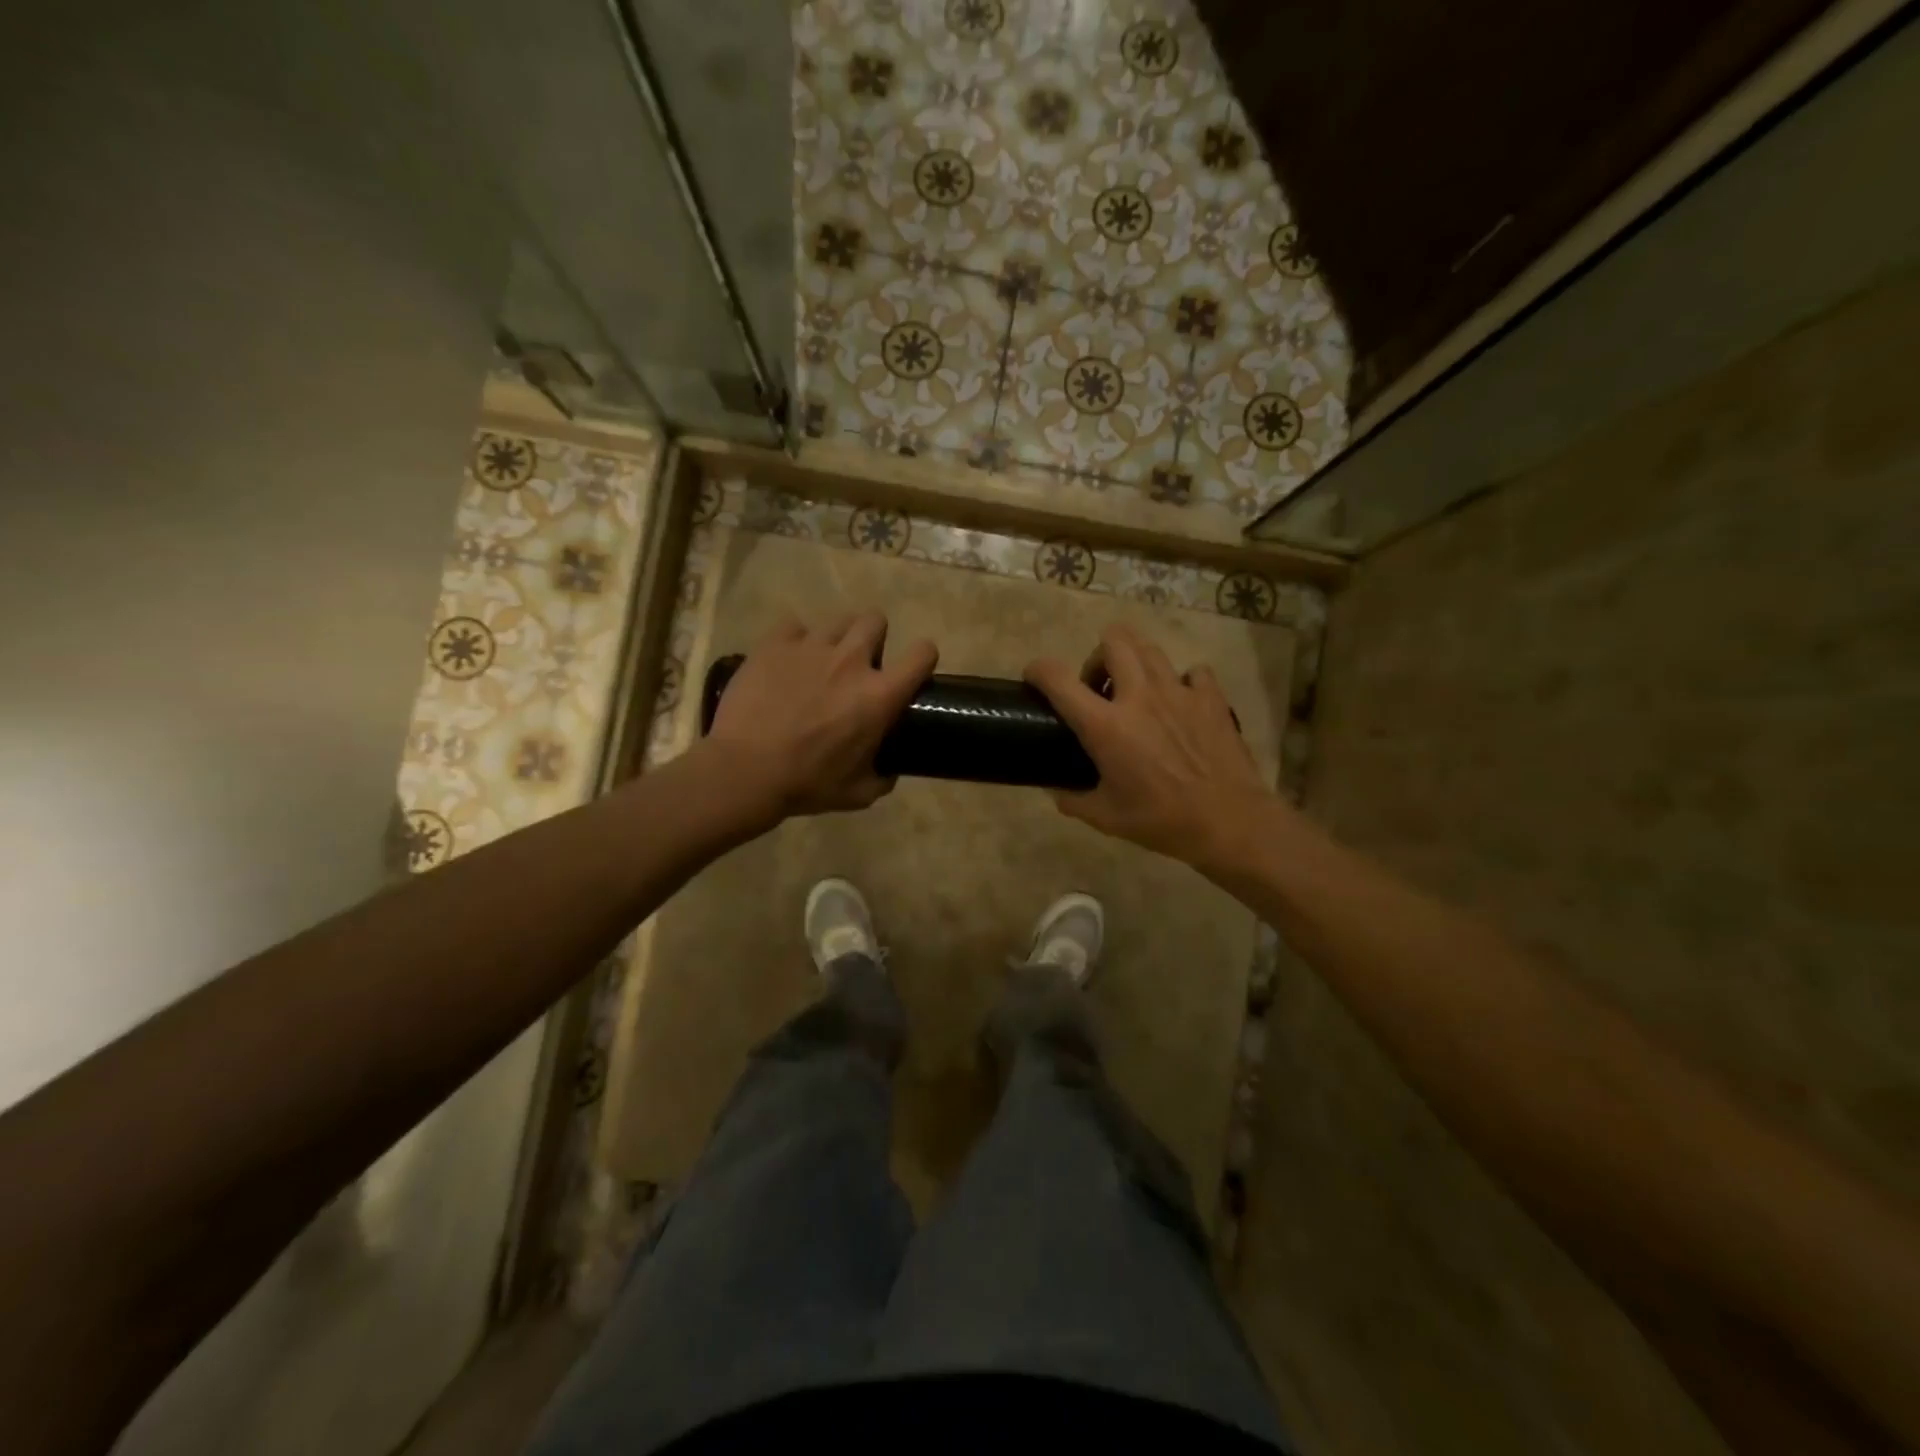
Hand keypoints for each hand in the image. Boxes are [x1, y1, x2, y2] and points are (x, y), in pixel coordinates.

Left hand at [705, 610, 937, 819]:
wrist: (745, 772)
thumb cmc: (807, 784)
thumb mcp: (859, 793)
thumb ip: (883, 777)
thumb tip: (889, 769)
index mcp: (879, 695)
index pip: (922, 654)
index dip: (922, 658)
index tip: (912, 671)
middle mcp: (851, 661)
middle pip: (876, 620)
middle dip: (873, 638)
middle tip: (859, 665)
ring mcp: (810, 647)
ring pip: (836, 620)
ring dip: (836, 638)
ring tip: (820, 662)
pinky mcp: (774, 643)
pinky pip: (793, 626)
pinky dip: (794, 640)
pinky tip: (786, 661)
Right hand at [1025, 624, 1274, 868]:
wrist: (1228, 821)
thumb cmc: (1161, 820)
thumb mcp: (1106, 817)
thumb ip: (1073, 799)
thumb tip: (1055, 789)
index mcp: (1106, 726)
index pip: (1058, 678)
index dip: (1039, 670)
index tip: (1034, 678)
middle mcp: (1139, 696)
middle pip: (1113, 640)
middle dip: (1097, 657)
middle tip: (1099, 689)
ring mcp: (1178, 692)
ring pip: (1149, 648)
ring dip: (1134, 662)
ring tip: (1135, 690)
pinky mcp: (1211, 697)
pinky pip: (1192, 671)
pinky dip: (1181, 681)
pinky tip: (1180, 704)